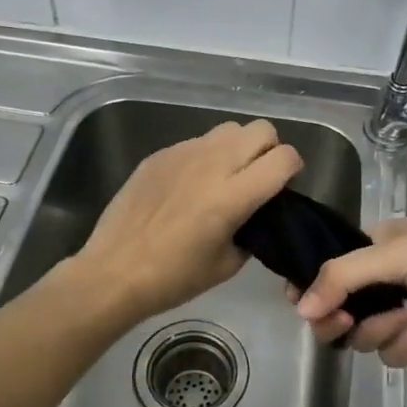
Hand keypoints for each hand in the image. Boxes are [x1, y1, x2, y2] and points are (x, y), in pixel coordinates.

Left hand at [73, 119, 302, 322]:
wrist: (114, 272)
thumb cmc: (174, 278)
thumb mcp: (227, 264)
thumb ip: (252, 231)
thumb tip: (256, 214)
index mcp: (234, 195)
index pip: (284, 157)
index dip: (293, 168)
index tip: (284, 186)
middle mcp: (213, 164)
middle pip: (261, 129)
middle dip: (269, 149)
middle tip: (258, 177)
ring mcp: (183, 153)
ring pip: (228, 129)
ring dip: (237, 148)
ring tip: (224, 177)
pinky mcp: (160, 154)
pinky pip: (196, 142)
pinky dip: (205, 157)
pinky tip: (188, 186)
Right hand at [290, 217, 406, 366]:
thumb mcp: (393, 252)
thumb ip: (341, 276)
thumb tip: (299, 309)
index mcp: (371, 252)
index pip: (325, 273)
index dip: (309, 289)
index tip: (300, 300)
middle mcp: (379, 285)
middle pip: (334, 314)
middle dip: (336, 317)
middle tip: (342, 318)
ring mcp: (397, 317)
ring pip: (360, 338)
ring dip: (383, 326)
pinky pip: (391, 354)